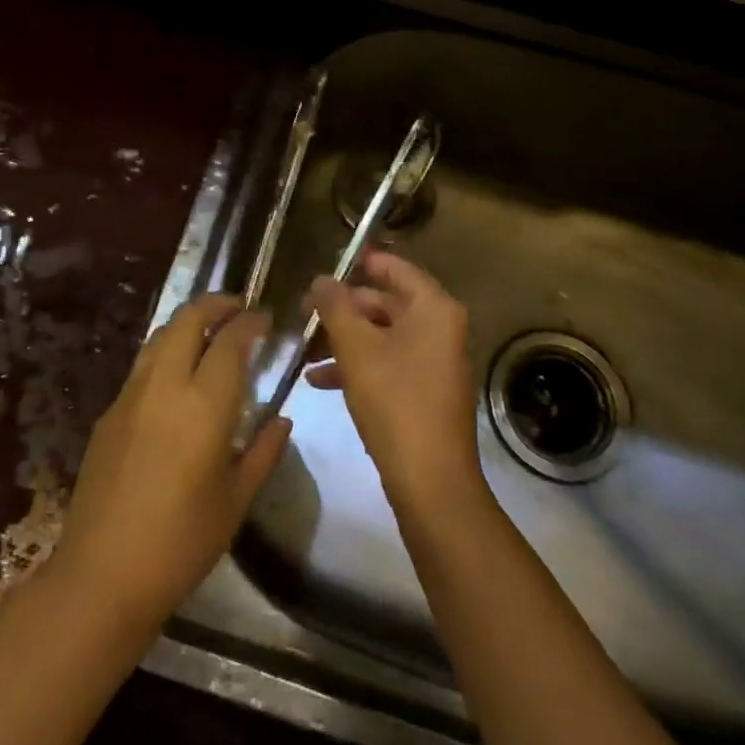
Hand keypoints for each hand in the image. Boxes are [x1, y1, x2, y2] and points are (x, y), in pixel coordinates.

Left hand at [51, 294, 289, 630]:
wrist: (103, 573)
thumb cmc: (181, 541)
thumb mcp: (236, 500)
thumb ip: (264, 452)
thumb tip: (283, 420)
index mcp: (204, 404)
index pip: (230, 341)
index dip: (250, 322)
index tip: (265, 317)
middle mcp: (165, 385)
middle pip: (187, 320)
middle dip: (214, 304)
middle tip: (237, 307)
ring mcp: (131, 395)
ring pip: (160, 336)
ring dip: (187, 323)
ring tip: (209, 331)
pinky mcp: (109, 412)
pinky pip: (143, 364)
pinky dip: (166, 351)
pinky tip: (177, 375)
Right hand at [307, 251, 482, 511]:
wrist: (430, 481)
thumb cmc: (394, 401)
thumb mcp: (356, 348)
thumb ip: (335, 307)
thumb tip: (321, 279)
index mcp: (434, 308)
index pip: (395, 268)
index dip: (359, 264)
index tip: (325, 268)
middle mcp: (441, 328)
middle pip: (386, 303)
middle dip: (343, 310)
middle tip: (304, 314)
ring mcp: (435, 362)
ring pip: (383, 336)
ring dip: (344, 340)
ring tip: (305, 350)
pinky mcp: (425, 391)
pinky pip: (388, 363)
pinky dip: (358, 366)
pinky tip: (319, 381)